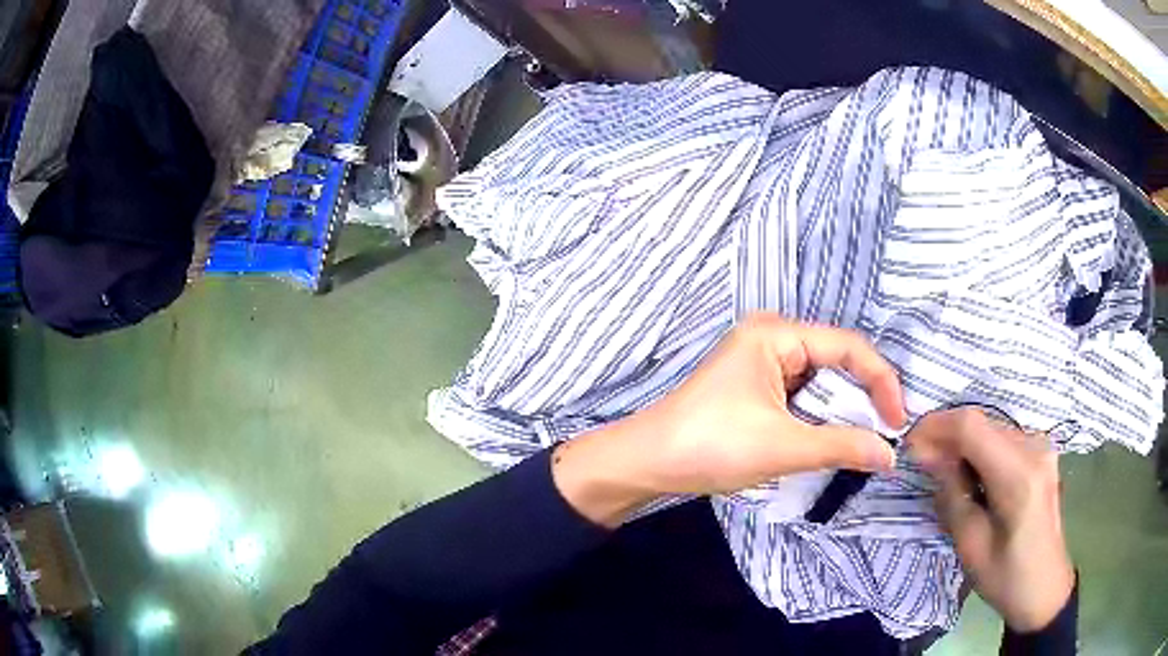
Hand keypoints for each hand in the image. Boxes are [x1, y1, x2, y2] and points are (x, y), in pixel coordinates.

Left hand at [552, 314, 905, 526]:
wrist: (647, 464)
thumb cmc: (712, 446)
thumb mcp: (784, 446)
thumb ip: (842, 446)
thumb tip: (891, 455)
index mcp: (776, 334)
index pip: (848, 347)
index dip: (881, 381)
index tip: (899, 421)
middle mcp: (771, 338)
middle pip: (836, 362)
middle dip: (862, 399)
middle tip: (885, 434)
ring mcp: (761, 362)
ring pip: (820, 382)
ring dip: (842, 412)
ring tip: (864, 441)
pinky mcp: (754, 387)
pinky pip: (801, 396)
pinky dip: (820, 418)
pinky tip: (832, 439)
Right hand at [907, 408, 1074, 632]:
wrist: (1045, 587)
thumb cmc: (1006, 577)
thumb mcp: (971, 546)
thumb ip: (952, 495)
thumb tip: (929, 456)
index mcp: (1019, 475)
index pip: (972, 427)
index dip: (935, 427)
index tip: (908, 445)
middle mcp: (1034, 448)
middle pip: (981, 423)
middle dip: (946, 436)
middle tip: (920, 463)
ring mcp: (1041, 446)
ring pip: (990, 428)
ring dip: (962, 444)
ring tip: (942, 472)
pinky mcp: (1041, 452)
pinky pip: (1002, 438)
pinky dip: (979, 450)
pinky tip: (969, 475)